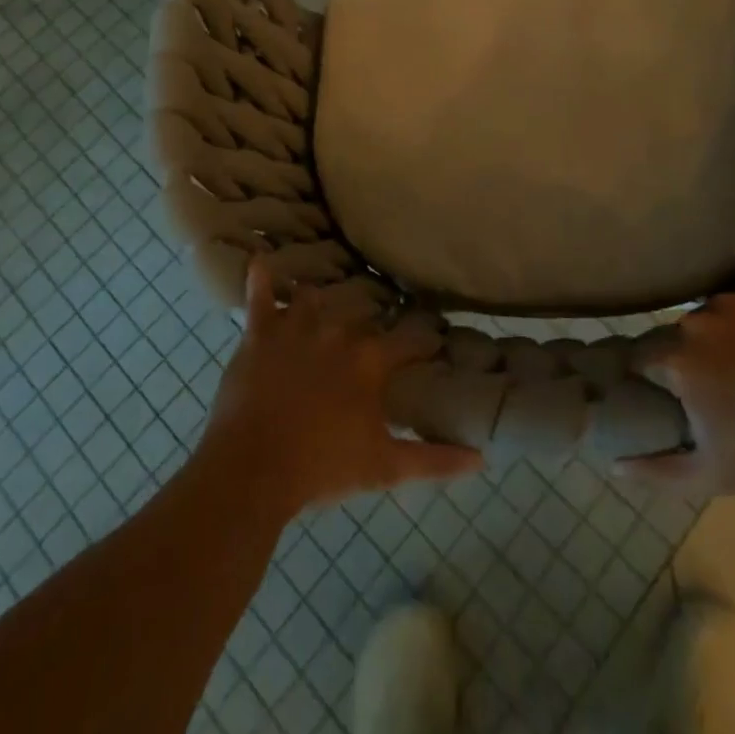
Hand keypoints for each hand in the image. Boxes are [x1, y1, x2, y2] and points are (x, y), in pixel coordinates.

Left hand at [196, 262, 482, 516]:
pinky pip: (259, 294)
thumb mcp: (385, 469)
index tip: (434, 338)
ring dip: (321, 303)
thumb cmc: (322, 469)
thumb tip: (482, 458)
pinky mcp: (260, 332)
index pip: (411, 339)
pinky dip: (260, 278)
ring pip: (315, 299)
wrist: (252, 471)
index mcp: (371, 359)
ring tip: (323, 308)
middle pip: (362, 315)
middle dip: (370, 323)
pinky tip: (259, 262)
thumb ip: (435, 460)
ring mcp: (297, 326)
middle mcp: (339, 330)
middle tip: (370, 336)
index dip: (424, 339)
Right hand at [618, 286, 734, 494]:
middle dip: (688, 359)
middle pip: (678, 337)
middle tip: (715, 388)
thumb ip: (657, 471)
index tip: (666, 395)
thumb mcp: (712, 475)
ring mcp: (733, 304)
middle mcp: (696, 323)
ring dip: (717, 338)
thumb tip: (614, 464)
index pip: (643, 358)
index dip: (651, 377)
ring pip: (709, 317)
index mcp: (678, 360)